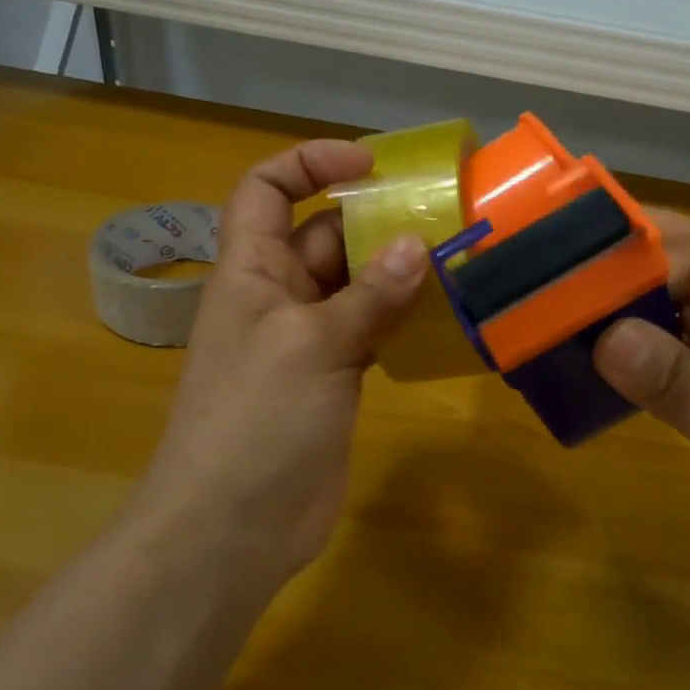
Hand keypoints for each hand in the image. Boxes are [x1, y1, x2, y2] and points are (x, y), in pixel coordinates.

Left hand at [135, 140, 426, 594]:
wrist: (233, 528)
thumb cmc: (255, 421)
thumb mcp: (312, 346)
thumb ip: (368, 296)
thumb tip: (417, 245)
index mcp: (251, 271)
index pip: (267, 191)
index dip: (309, 163)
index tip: (369, 162)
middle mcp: (277, 297)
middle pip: (324, 235)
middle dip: (373, 218)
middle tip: (442, 212)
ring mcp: (307, 341)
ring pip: (354, 285)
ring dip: (395, 270)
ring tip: (456, 256)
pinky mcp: (333, 379)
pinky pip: (370, 330)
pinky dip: (401, 318)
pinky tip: (445, 315)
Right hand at [593, 210, 689, 621]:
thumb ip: (682, 385)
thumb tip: (604, 337)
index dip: (637, 262)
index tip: (572, 276)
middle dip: (634, 261)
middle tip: (563, 264)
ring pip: (686, 307)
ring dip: (635, 304)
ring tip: (571, 305)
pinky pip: (685, 349)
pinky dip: (646, 347)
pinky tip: (607, 356)